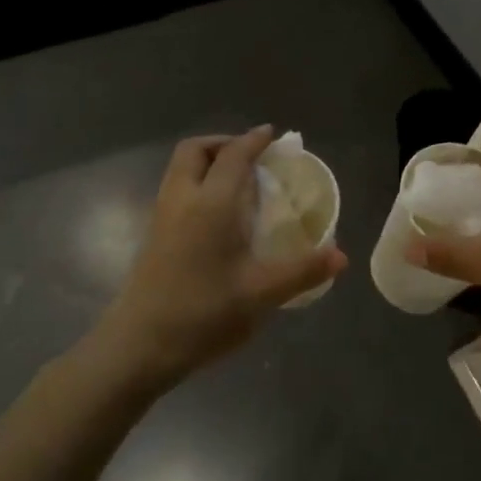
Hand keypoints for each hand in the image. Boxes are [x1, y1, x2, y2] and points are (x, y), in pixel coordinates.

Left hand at [97, 127, 346, 388]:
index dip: (254, 140)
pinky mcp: (153, 235)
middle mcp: (183, 199)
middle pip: (196, 150)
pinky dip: (198, 184)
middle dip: (223, 143)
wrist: (139, 345)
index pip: (234, 155)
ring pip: (181, 169)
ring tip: (238, 183)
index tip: (273, 135)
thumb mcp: (261, 293)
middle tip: (251, 158)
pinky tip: (218, 216)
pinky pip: (177, 189)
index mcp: (212, 203)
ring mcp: (162, 216)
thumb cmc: (203, 313)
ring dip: (208, 163)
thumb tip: (341, 256)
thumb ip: (302, 271)